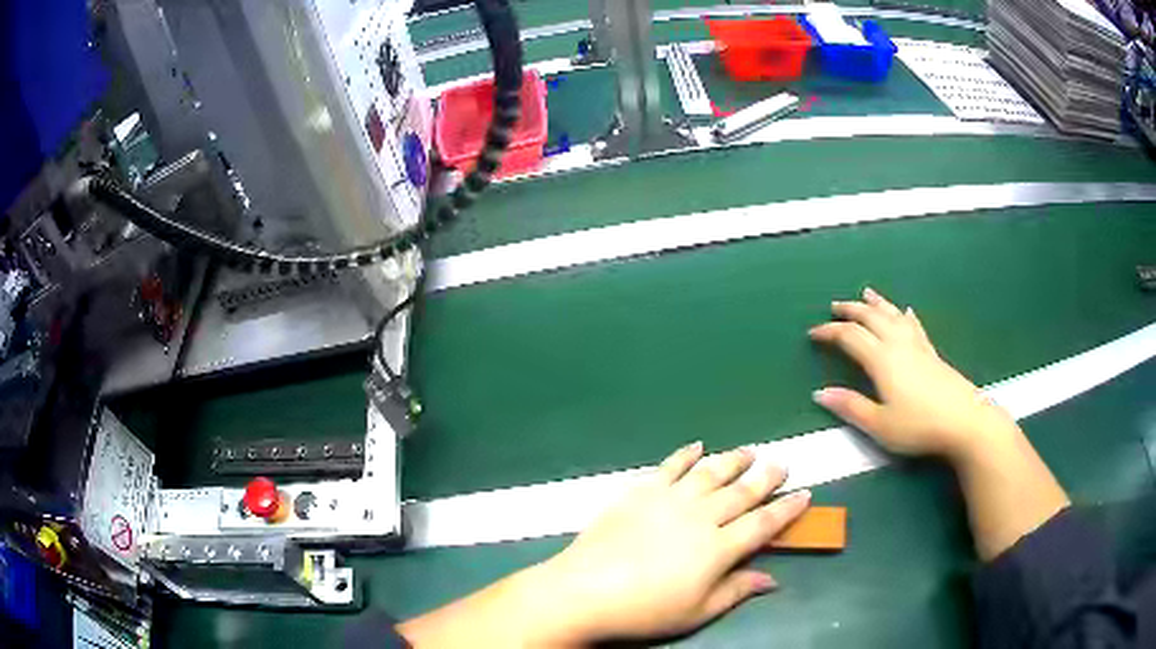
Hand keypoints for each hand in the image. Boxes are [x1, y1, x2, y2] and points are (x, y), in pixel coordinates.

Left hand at [536, 443, 810, 643]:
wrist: (585, 590)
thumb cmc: (645, 610)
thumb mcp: (697, 611)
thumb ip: (736, 590)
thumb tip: (772, 579)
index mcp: (719, 548)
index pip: (763, 524)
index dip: (787, 509)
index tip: (804, 493)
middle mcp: (701, 516)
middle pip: (742, 492)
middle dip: (766, 477)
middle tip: (781, 463)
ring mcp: (670, 499)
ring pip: (710, 472)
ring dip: (732, 460)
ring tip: (748, 451)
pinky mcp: (640, 491)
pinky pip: (669, 466)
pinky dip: (685, 454)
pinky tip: (696, 446)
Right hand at [808, 287, 1018, 462]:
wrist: (964, 421)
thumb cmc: (918, 426)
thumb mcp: (879, 424)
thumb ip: (850, 407)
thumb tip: (819, 393)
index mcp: (881, 359)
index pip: (850, 337)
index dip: (830, 332)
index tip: (813, 333)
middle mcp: (898, 344)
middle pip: (871, 318)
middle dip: (851, 310)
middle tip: (835, 306)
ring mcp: (918, 346)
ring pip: (893, 316)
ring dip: (877, 304)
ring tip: (866, 293)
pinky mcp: (932, 353)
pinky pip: (914, 326)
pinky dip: (905, 316)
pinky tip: (906, 312)